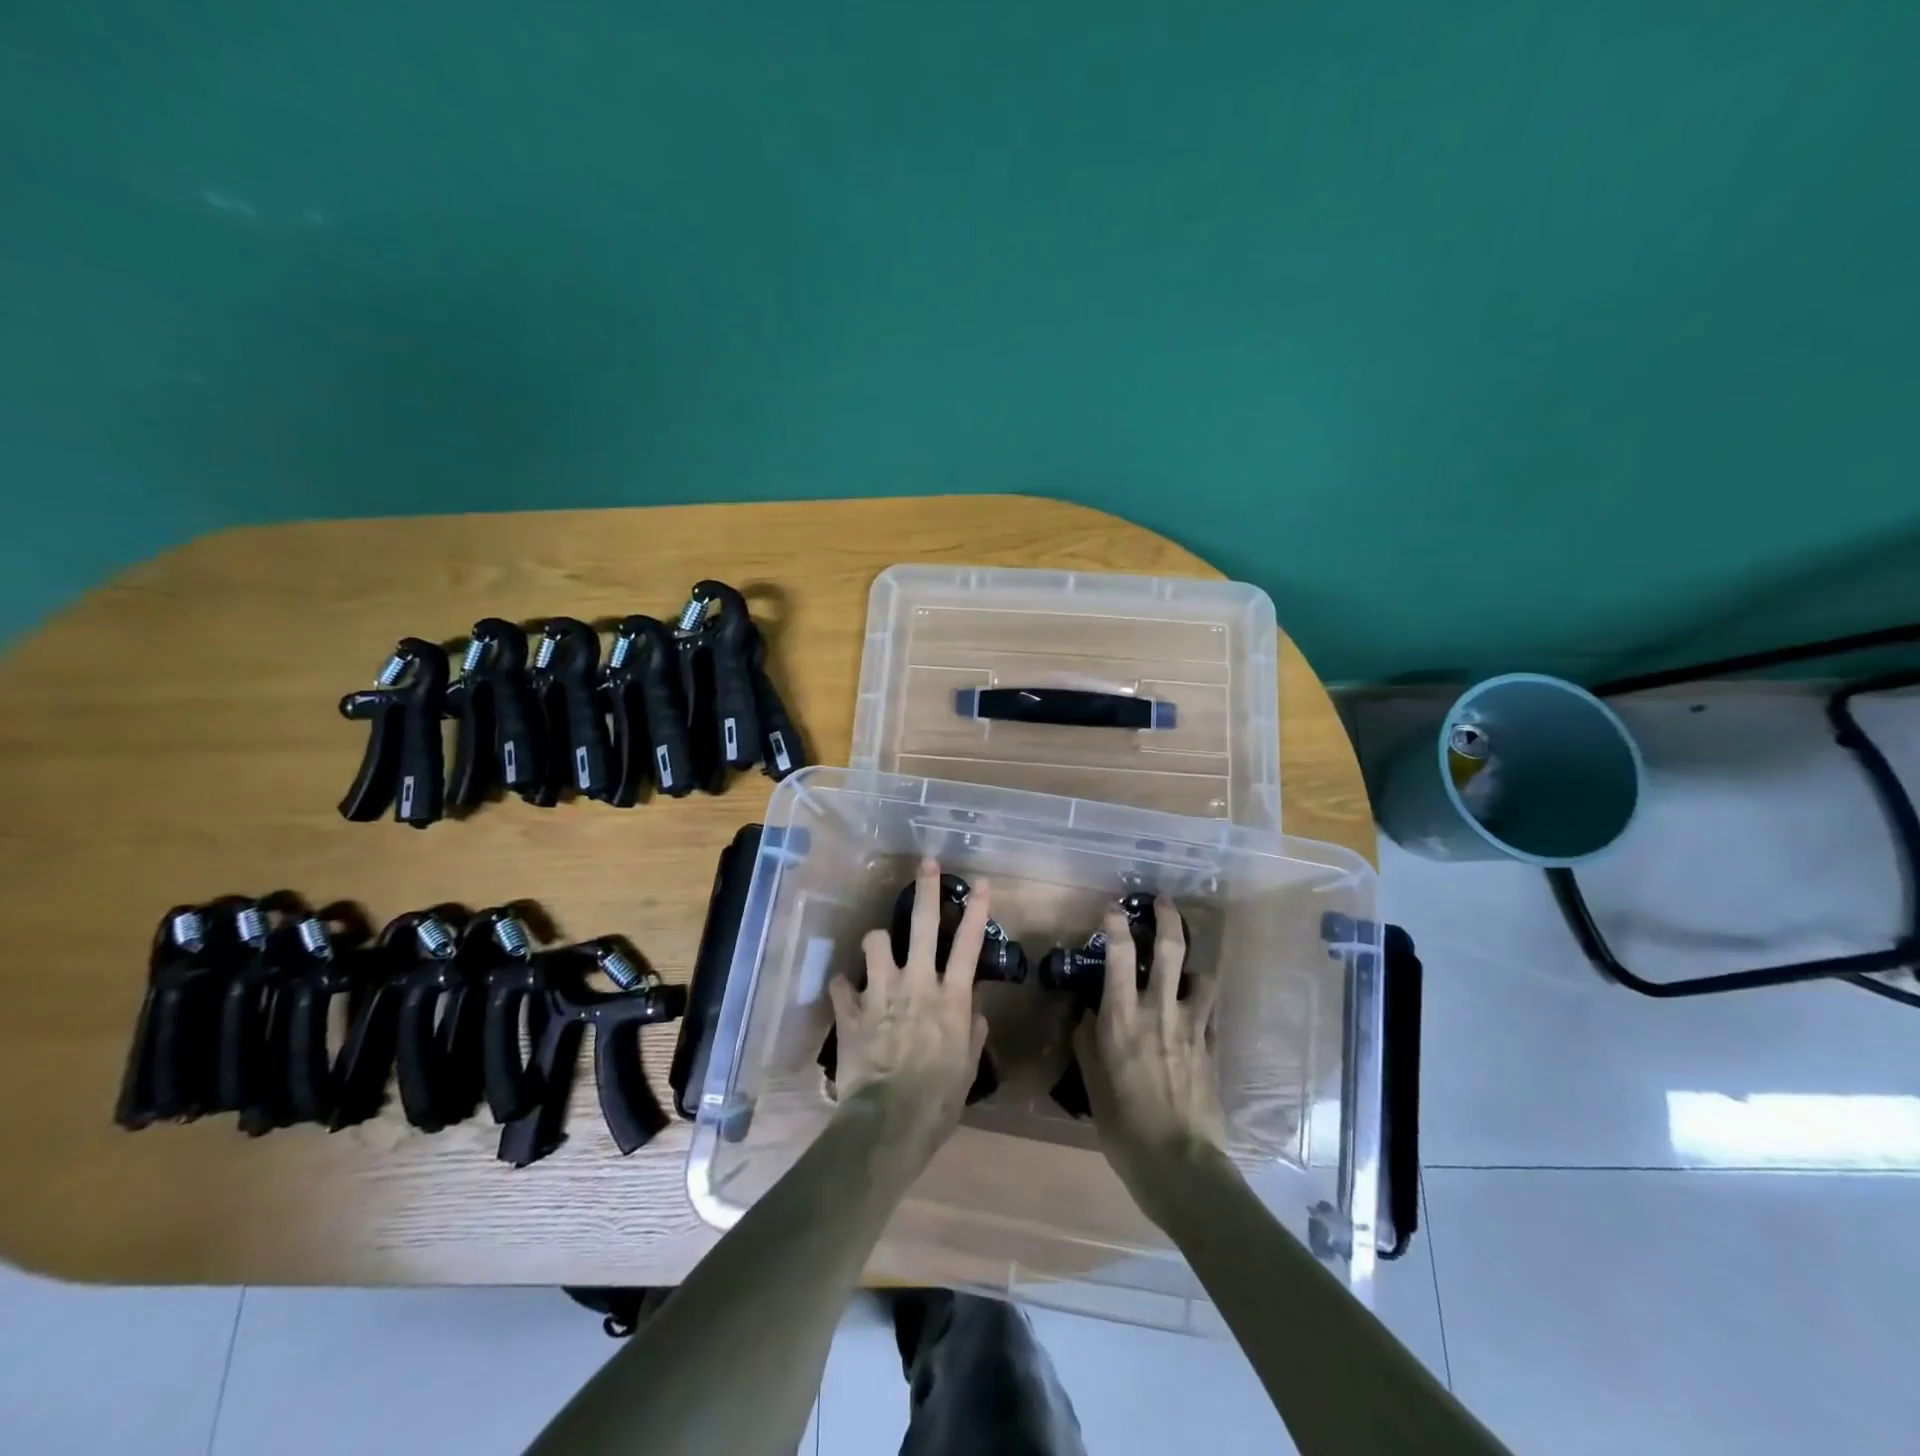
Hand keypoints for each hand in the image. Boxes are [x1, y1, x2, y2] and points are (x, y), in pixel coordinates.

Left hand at [827, 858, 989, 1145]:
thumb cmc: (938, 1100)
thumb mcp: (967, 1067)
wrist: (889, 1122)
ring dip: (877, 942)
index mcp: (951, 997)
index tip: (981, 882)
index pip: (969, 944)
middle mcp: (917, 983)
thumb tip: (975, 1010)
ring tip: (879, 949)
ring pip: (876, 941)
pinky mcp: (851, 1009)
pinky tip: (845, 993)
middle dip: (926, 889)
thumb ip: (972, 1032)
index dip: (977, 910)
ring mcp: (881, 992)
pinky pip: (840, 983)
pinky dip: (844, 986)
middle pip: (923, 924)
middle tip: (927, 863)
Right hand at [1074, 897, 1227, 1225]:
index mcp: (1121, 1017)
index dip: (1114, 924)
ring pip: (1200, 975)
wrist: (1178, 1162)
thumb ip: (1088, 1039)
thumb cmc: (1123, 1124)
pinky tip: (1195, 1010)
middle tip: (1164, 901)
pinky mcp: (1212, 1045)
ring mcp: (1191, 1025)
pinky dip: (1202, 1002)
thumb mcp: (1091, 1081)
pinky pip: (1210, 1010)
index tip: (1112, 908)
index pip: (1117, 954)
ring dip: (1193, 964)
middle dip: (1168, 918)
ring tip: (1186, 966)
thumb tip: (1088, 1012)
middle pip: (1169, 949)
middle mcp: (1158, 1010)